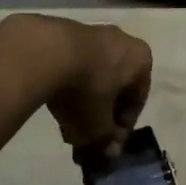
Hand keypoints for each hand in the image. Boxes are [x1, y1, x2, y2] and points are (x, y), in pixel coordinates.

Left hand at [5, 15, 151, 153]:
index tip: (105, 144)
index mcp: (140, 59)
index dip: (121, 128)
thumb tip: (109, 152)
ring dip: (83, 101)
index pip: (137, 100)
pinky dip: (67, 84)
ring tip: (64, 124)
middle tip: (84, 136)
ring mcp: (92, 33)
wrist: (45, 51)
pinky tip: (53, 102)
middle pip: (114, 87)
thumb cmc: (86, 89)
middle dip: (100, 115)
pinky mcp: (65, 32)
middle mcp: (121, 41)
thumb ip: (107, 141)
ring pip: (93, 76)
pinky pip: (74, 64)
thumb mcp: (99, 126)